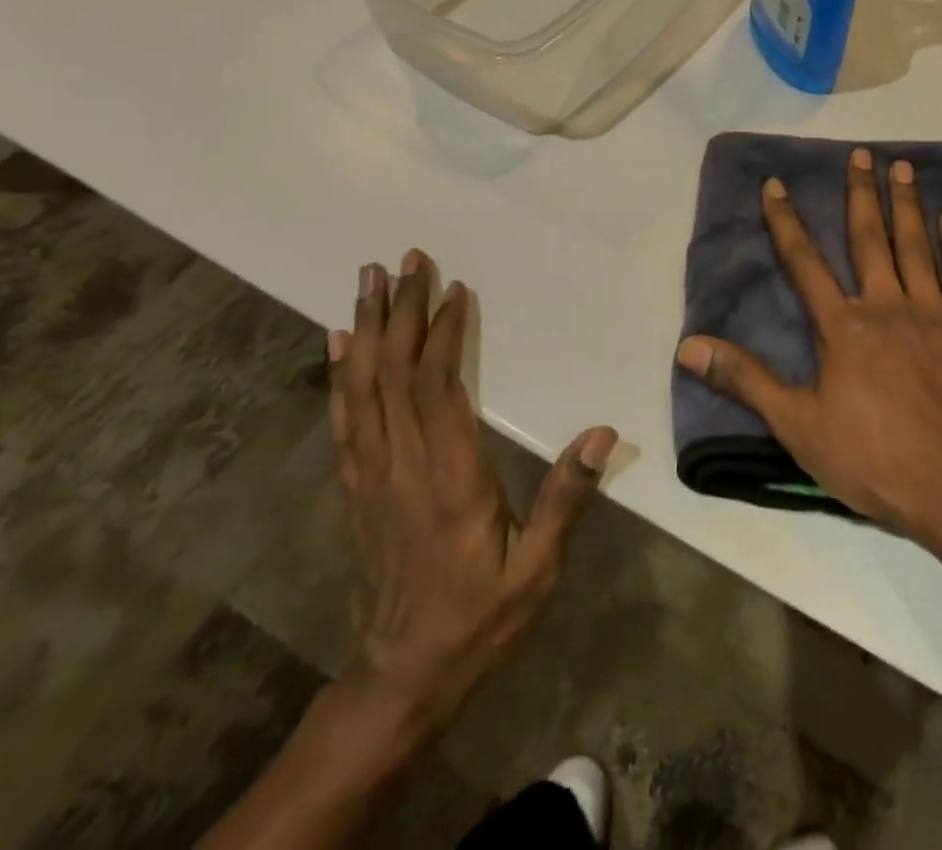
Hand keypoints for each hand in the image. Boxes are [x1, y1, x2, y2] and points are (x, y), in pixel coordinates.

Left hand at [329, 251, 617, 739]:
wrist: (400, 680)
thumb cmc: (478, 619)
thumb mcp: (536, 570)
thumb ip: (566, 498)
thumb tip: (602, 434)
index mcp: (449, 478)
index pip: (439, 389)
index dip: (444, 334)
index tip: (454, 288)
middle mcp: (402, 467)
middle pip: (394, 375)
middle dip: (401, 312)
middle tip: (404, 260)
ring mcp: (371, 477)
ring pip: (362, 389)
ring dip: (366, 330)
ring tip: (368, 282)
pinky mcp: (356, 489)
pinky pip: (344, 421)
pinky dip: (339, 376)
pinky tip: (339, 345)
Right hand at [676, 149, 941, 551]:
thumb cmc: (874, 461)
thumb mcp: (798, 426)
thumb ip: (745, 380)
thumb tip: (688, 346)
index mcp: (843, 327)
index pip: (805, 263)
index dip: (786, 222)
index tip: (777, 184)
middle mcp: (887, 306)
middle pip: (869, 239)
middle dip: (861, 193)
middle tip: (861, 153)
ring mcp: (934, 315)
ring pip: (917, 246)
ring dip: (907, 204)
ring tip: (902, 166)